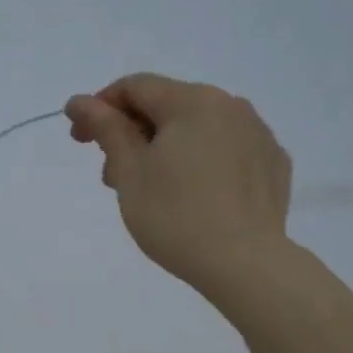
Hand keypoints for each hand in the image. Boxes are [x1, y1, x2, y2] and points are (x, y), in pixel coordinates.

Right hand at [66, 74, 293, 300]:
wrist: (245, 265)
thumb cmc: (175, 216)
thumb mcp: (130, 171)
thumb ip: (106, 128)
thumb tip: (80, 101)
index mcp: (193, 101)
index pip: (135, 87)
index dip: (99, 107)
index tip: (79, 140)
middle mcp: (231, 106)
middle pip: (167, 107)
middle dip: (131, 134)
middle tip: (111, 176)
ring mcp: (258, 135)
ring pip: (197, 130)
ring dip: (164, 149)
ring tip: (149, 191)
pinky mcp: (273, 165)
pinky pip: (226, 151)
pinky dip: (200, 163)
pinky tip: (193, 196)